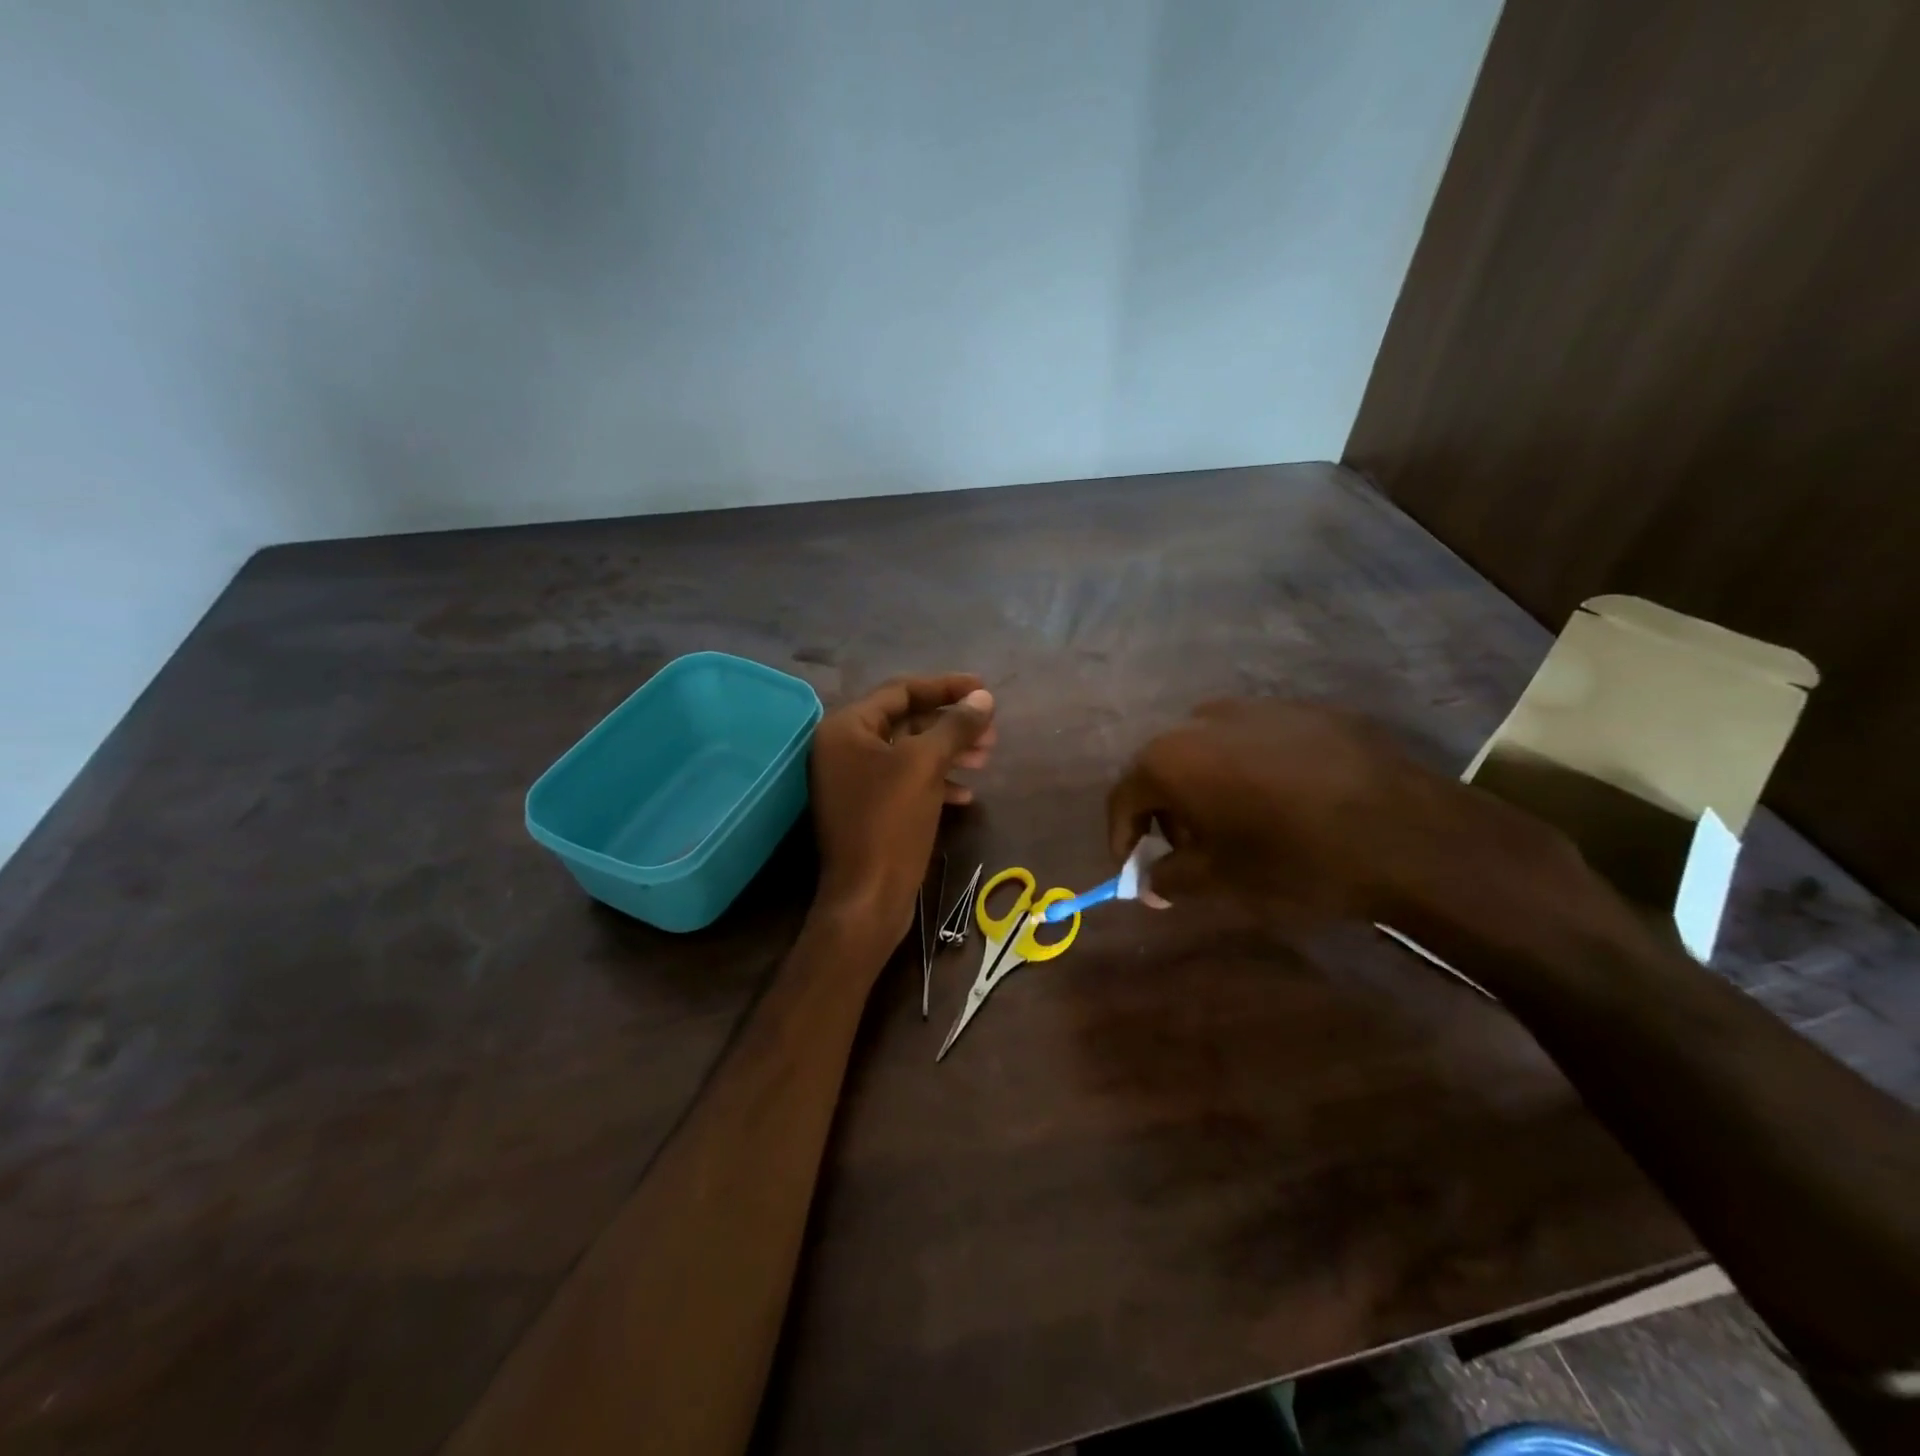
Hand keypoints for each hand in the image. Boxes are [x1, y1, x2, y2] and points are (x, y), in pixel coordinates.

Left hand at [810, 674, 995, 937]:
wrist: (867, 898)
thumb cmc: (890, 822)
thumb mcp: (925, 765)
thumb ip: (954, 726)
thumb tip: (983, 699)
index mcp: (846, 729)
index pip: (901, 691)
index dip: (945, 687)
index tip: (983, 689)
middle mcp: (844, 749)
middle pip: (906, 721)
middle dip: (950, 724)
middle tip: (991, 731)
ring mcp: (854, 781)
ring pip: (909, 753)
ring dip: (948, 752)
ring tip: (987, 757)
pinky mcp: (867, 809)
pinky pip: (905, 782)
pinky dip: (935, 782)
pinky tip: (966, 795)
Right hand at [1106, 699, 1581, 927]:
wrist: (1409, 833)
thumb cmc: (1295, 860)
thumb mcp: (1221, 881)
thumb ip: (1170, 878)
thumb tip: (1149, 883)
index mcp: (1172, 758)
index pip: (1123, 794)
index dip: (1121, 835)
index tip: (1132, 866)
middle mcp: (1203, 720)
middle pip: (1164, 766)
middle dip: (1167, 810)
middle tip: (1188, 850)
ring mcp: (1258, 707)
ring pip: (1210, 749)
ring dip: (1208, 786)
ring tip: (1238, 825)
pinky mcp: (1306, 709)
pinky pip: (1257, 740)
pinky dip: (1251, 769)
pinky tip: (1285, 802)